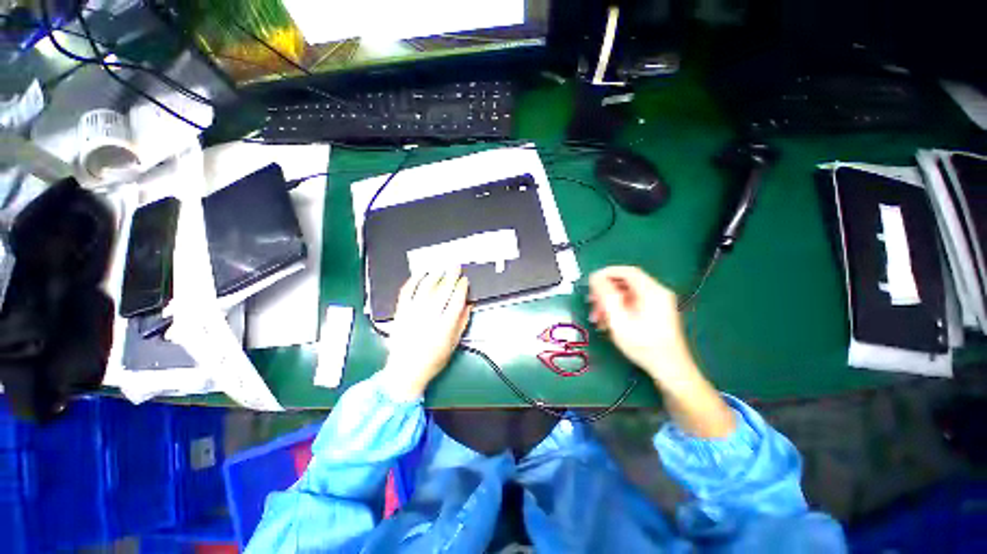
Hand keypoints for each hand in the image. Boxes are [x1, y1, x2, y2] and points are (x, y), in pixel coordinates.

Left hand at [382, 267, 470, 399]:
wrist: (405, 372)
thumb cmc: (432, 360)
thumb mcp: (453, 344)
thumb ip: (462, 323)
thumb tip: (469, 305)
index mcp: (444, 327)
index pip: (456, 301)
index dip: (461, 288)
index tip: (464, 280)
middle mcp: (429, 318)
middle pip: (442, 292)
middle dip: (451, 276)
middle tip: (455, 266)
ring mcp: (412, 314)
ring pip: (425, 289)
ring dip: (434, 275)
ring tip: (440, 268)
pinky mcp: (400, 313)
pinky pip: (406, 292)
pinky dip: (413, 281)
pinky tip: (419, 274)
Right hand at [589, 265, 734, 437]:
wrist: (670, 369)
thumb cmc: (643, 345)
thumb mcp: (619, 320)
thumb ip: (606, 296)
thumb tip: (596, 278)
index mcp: (652, 291)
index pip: (627, 271)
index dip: (606, 273)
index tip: (590, 282)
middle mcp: (657, 293)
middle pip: (626, 282)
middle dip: (605, 292)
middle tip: (592, 304)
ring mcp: (659, 303)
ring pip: (628, 294)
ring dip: (610, 302)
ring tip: (598, 317)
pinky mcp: (657, 312)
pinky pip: (633, 303)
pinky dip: (619, 309)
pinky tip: (609, 322)